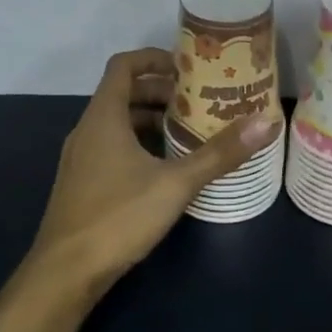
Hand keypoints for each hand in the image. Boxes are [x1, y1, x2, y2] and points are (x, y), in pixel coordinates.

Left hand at [25, 48, 280, 301]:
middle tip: (198, 101)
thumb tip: (265, 122)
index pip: (123, 66)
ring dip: (150, 119)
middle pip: (123, 93)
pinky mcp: (82, 183)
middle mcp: (87, 130)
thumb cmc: (118, 217)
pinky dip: (139, 143)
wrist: (65, 274)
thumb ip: (220, 153)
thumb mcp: (176, 183)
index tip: (187, 67)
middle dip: (160, 92)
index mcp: (103, 117)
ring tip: (189, 131)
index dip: (154, 58)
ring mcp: (81, 158)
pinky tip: (165, 167)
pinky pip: (112, 146)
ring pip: (117, 123)